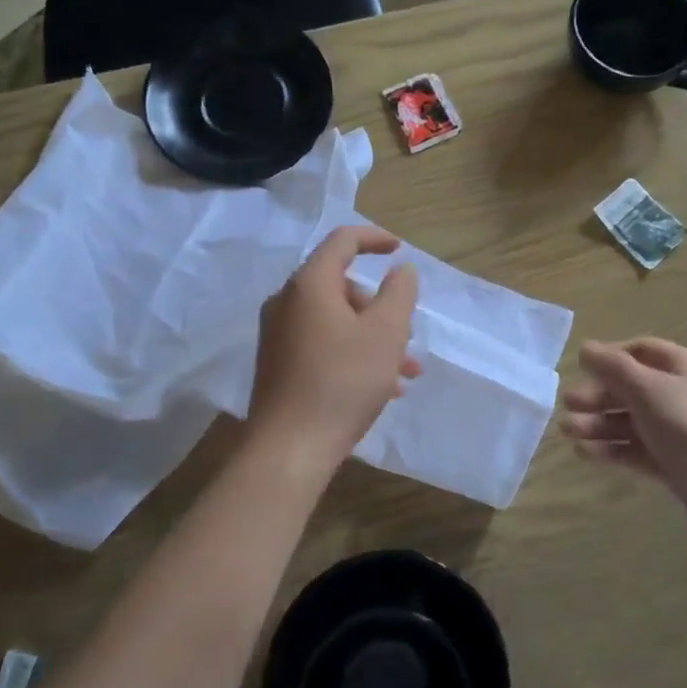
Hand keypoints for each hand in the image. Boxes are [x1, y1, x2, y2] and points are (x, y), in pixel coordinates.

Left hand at [248, 226, 420, 468]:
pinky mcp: (278, 363)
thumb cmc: (343, 381)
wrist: (289, 449)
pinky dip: (353, 353)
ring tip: (406, 371)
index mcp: (309, 284)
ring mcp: (279, 334)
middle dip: (381, 306)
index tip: (400, 249)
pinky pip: (323, 343)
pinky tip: (383, 388)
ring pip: (336, 320)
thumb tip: (400, 269)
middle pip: (341, 285)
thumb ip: (399, 293)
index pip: (342, 241)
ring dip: (373, 336)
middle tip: (408, 335)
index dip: (374, 238)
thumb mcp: (385, 333)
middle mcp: (287, 302)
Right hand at [560, 339, 686, 532]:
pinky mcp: (675, 465)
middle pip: (631, 387)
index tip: (578, 370)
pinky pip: (637, 449)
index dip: (608, 357)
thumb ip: (613, 368)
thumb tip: (585, 348)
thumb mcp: (650, 391)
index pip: (639, 351)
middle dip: (597, 395)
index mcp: (683, 367)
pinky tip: (586, 454)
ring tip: (568, 434)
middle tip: (567, 407)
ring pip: (630, 420)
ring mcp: (679, 432)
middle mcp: (682, 395)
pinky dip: (612, 449)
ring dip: (598, 423)